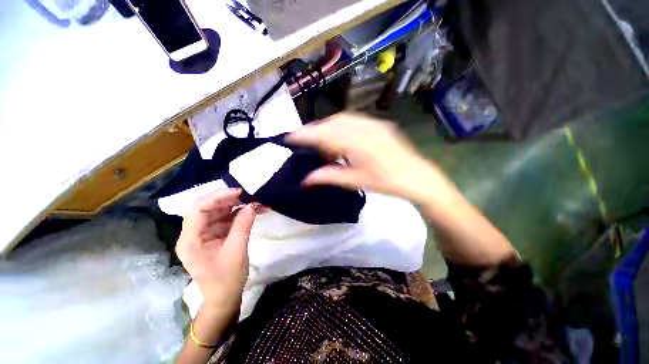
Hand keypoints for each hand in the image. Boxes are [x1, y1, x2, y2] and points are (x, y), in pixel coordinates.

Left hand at [175, 188, 256, 312]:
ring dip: (237, 206)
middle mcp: (193, 234)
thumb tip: (252, 205)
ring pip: (218, 212)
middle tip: (248, 195)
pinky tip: (253, 212)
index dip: (217, 197)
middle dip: (228, 200)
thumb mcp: (236, 251)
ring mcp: (204, 235)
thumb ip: (243, 225)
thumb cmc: (227, 279)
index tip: (238, 192)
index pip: (198, 209)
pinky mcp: (215, 236)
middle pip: (207, 208)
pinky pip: (226, 220)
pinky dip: (239, 215)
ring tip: (255, 203)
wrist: (225, 298)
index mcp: (190, 240)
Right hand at [287, 112, 455, 204]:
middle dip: (315, 130)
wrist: (415, 176)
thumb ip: (329, 176)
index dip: (305, 135)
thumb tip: (306, 179)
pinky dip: (341, 125)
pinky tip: (339, 136)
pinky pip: (354, 120)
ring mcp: (373, 123)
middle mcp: (364, 128)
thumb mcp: (355, 181)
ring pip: (342, 119)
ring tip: (321, 140)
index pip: (324, 135)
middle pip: (331, 123)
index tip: (290, 137)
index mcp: (357, 143)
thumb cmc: (385, 182)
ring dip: (328, 127)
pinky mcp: (379, 124)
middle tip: (305, 141)